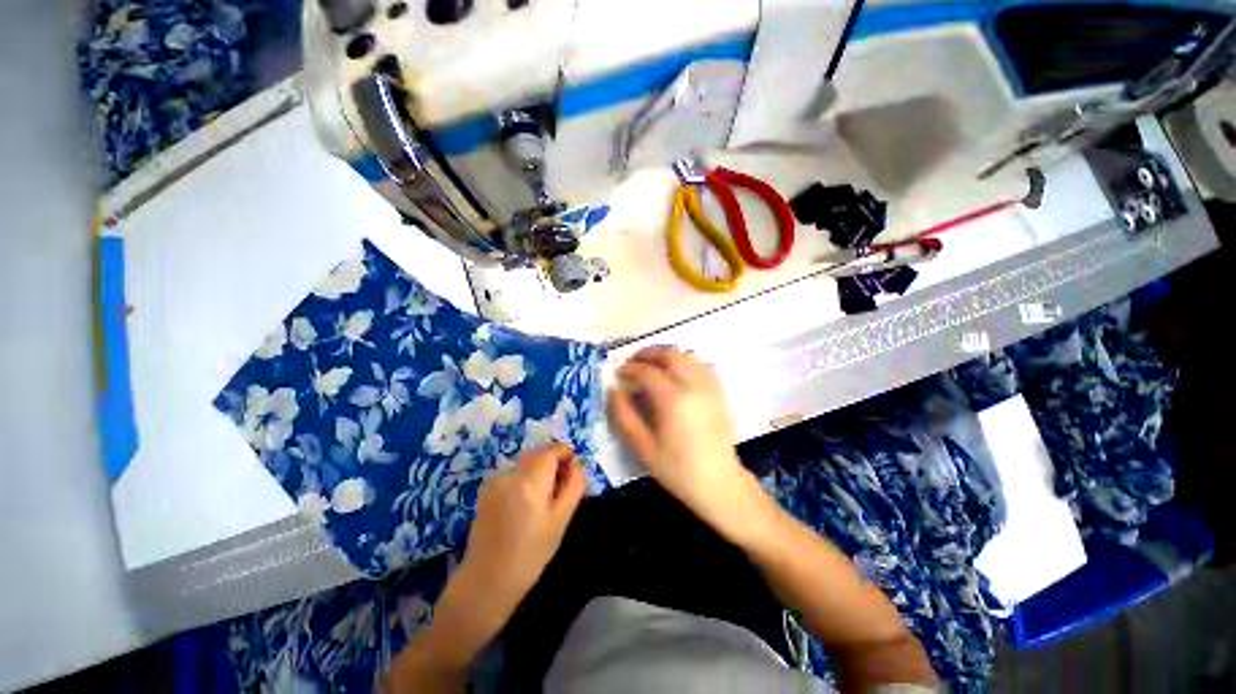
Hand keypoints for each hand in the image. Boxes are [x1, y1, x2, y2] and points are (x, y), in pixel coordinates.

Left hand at [461, 443, 584, 610]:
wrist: (487, 580)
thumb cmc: (531, 553)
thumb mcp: (561, 520)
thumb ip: (573, 486)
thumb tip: (575, 464)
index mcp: (530, 482)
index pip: (551, 450)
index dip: (565, 454)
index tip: (571, 473)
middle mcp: (510, 474)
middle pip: (538, 453)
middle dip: (552, 463)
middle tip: (560, 489)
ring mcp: (495, 481)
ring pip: (525, 464)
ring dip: (538, 472)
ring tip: (541, 503)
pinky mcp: (486, 490)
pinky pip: (513, 474)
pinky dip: (523, 480)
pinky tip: (522, 507)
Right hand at [606, 346, 763, 539]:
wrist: (719, 484)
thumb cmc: (678, 470)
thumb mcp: (643, 447)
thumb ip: (625, 415)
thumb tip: (613, 389)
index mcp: (674, 400)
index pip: (648, 372)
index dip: (630, 368)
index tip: (618, 372)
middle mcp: (694, 386)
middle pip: (670, 354)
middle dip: (648, 353)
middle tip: (633, 362)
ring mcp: (710, 387)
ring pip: (688, 355)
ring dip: (667, 354)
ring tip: (652, 365)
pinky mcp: (719, 392)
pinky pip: (702, 365)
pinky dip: (686, 361)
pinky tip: (677, 373)